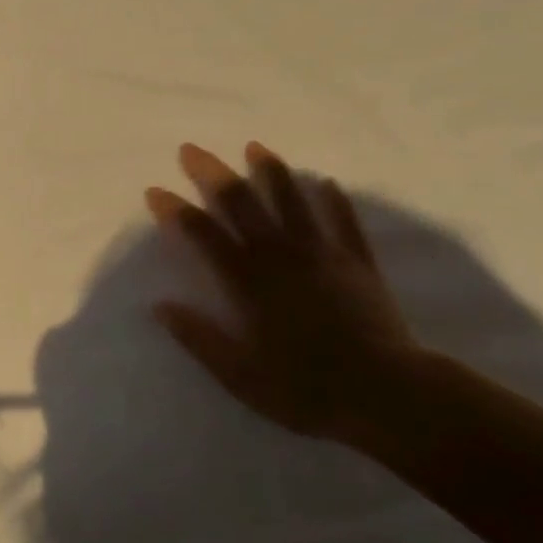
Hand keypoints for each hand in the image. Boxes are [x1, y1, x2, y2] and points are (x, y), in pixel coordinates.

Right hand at [147, 142, 424, 442]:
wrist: (386, 395)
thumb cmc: (305, 389)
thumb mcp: (239, 375)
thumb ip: (199, 338)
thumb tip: (160, 306)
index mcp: (248, 282)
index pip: (204, 234)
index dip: (176, 210)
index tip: (155, 190)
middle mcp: (281, 256)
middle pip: (242, 204)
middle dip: (213, 174)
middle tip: (192, 149)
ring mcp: (322, 255)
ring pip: (292, 201)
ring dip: (270, 171)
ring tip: (255, 146)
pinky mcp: (358, 263)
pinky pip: (345, 222)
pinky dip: (335, 200)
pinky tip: (327, 182)